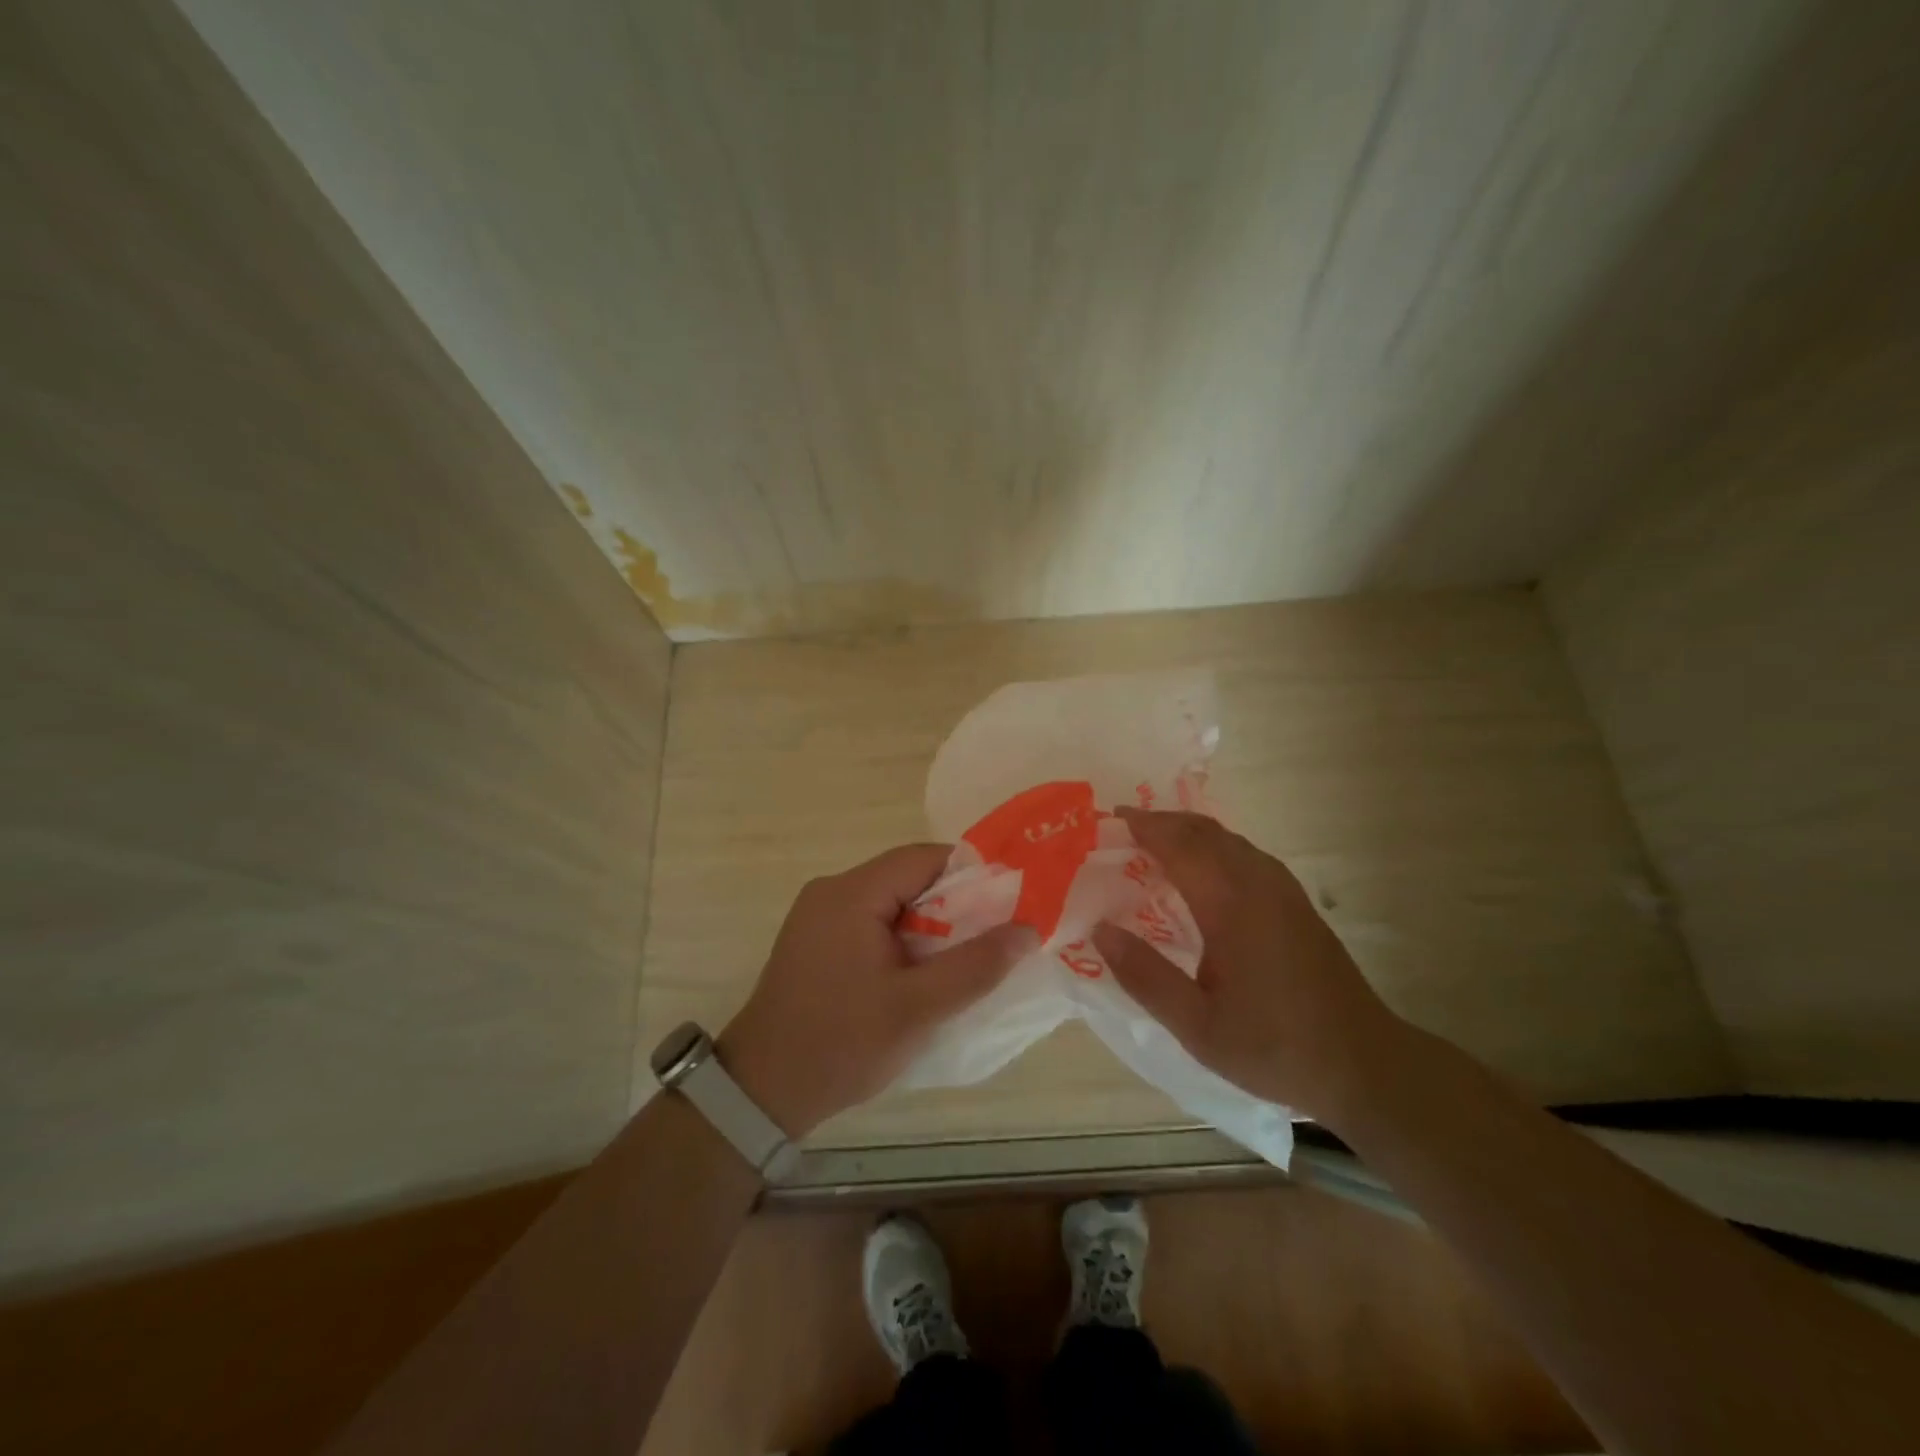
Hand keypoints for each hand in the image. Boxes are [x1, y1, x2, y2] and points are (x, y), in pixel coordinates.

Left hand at [719, 844, 1035, 1138]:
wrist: (760, 1091)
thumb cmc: (841, 1044)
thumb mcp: (918, 1009)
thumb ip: (975, 966)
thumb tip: (1027, 930)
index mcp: (851, 893)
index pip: (924, 858)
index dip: (971, 875)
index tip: (1007, 905)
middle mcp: (831, 891)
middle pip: (907, 877)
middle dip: (953, 905)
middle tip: (991, 939)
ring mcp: (818, 915)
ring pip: (891, 901)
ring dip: (929, 925)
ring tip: (962, 960)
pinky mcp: (814, 940)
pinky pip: (870, 921)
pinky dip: (902, 938)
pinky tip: (919, 973)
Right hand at [1090, 808, 1406, 1121]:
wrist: (1365, 1065)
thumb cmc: (1274, 1047)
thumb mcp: (1197, 1026)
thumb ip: (1145, 977)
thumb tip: (1099, 931)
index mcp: (1232, 907)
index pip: (1181, 846)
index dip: (1145, 827)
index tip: (1111, 818)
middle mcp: (1259, 885)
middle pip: (1206, 832)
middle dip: (1163, 821)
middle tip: (1125, 826)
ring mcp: (1284, 891)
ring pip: (1230, 839)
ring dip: (1189, 831)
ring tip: (1155, 841)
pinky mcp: (1297, 903)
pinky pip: (1246, 853)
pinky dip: (1214, 845)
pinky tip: (1202, 868)